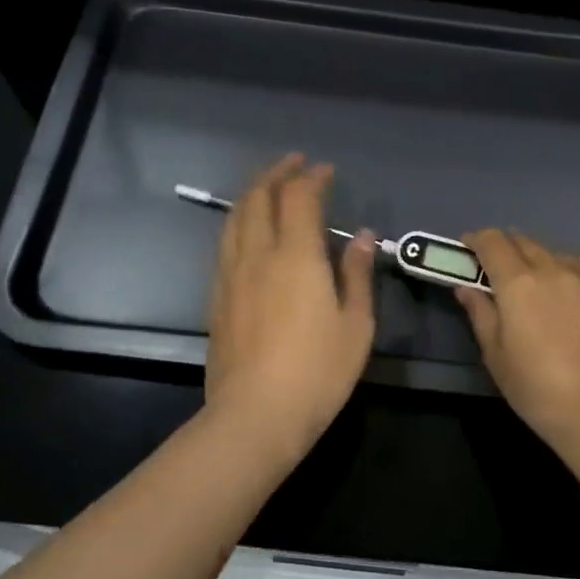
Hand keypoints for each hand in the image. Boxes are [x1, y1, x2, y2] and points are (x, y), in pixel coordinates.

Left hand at [204, 154, 376, 465]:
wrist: (255, 415)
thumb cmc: (318, 372)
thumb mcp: (356, 325)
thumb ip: (357, 274)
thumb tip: (362, 236)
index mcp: (296, 257)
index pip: (299, 198)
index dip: (312, 177)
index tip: (326, 170)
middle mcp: (258, 255)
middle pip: (259, 197)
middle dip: (276, 173)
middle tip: (294, 163)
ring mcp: (231, 275)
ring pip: (235, 217)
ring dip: (252, 192)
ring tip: (268, 185)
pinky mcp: (217, 296)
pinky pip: (226, 242)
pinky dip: (240, 220)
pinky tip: (249, 229)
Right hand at [455, 229, 579, 446]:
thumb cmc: (538, 389)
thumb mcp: (495, 356)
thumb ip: (480, 314)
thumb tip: (467, 287)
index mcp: (518, 284)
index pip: (492, 242)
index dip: (476, 240)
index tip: (468, 249)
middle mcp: (553, 270)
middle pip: (524, 241)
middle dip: (505, 246)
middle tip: (497, 266)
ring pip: (557, 253)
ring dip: (539, 258)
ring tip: (537, 280)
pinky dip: (572, 269)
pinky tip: (573, 288)